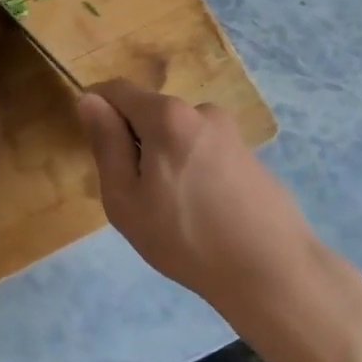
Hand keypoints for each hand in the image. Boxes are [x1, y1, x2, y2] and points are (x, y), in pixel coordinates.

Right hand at [77, 80, 322, 317]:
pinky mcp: (249, 153)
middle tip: (136, 196)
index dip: (98, 109)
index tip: (96, 147)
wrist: (272, 271)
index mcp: (167, 116)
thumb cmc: (186, 238)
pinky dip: (191, 169)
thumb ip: (106, 144)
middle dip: (134, 141)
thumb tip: (90, 100)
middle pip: (150, 112)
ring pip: (177, 134)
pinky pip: (203, 150)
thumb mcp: (126, 199)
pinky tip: (202, 211)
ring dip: (164, 157)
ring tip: (173, 210)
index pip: (118, 90)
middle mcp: (201, 110)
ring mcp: (230, 131)